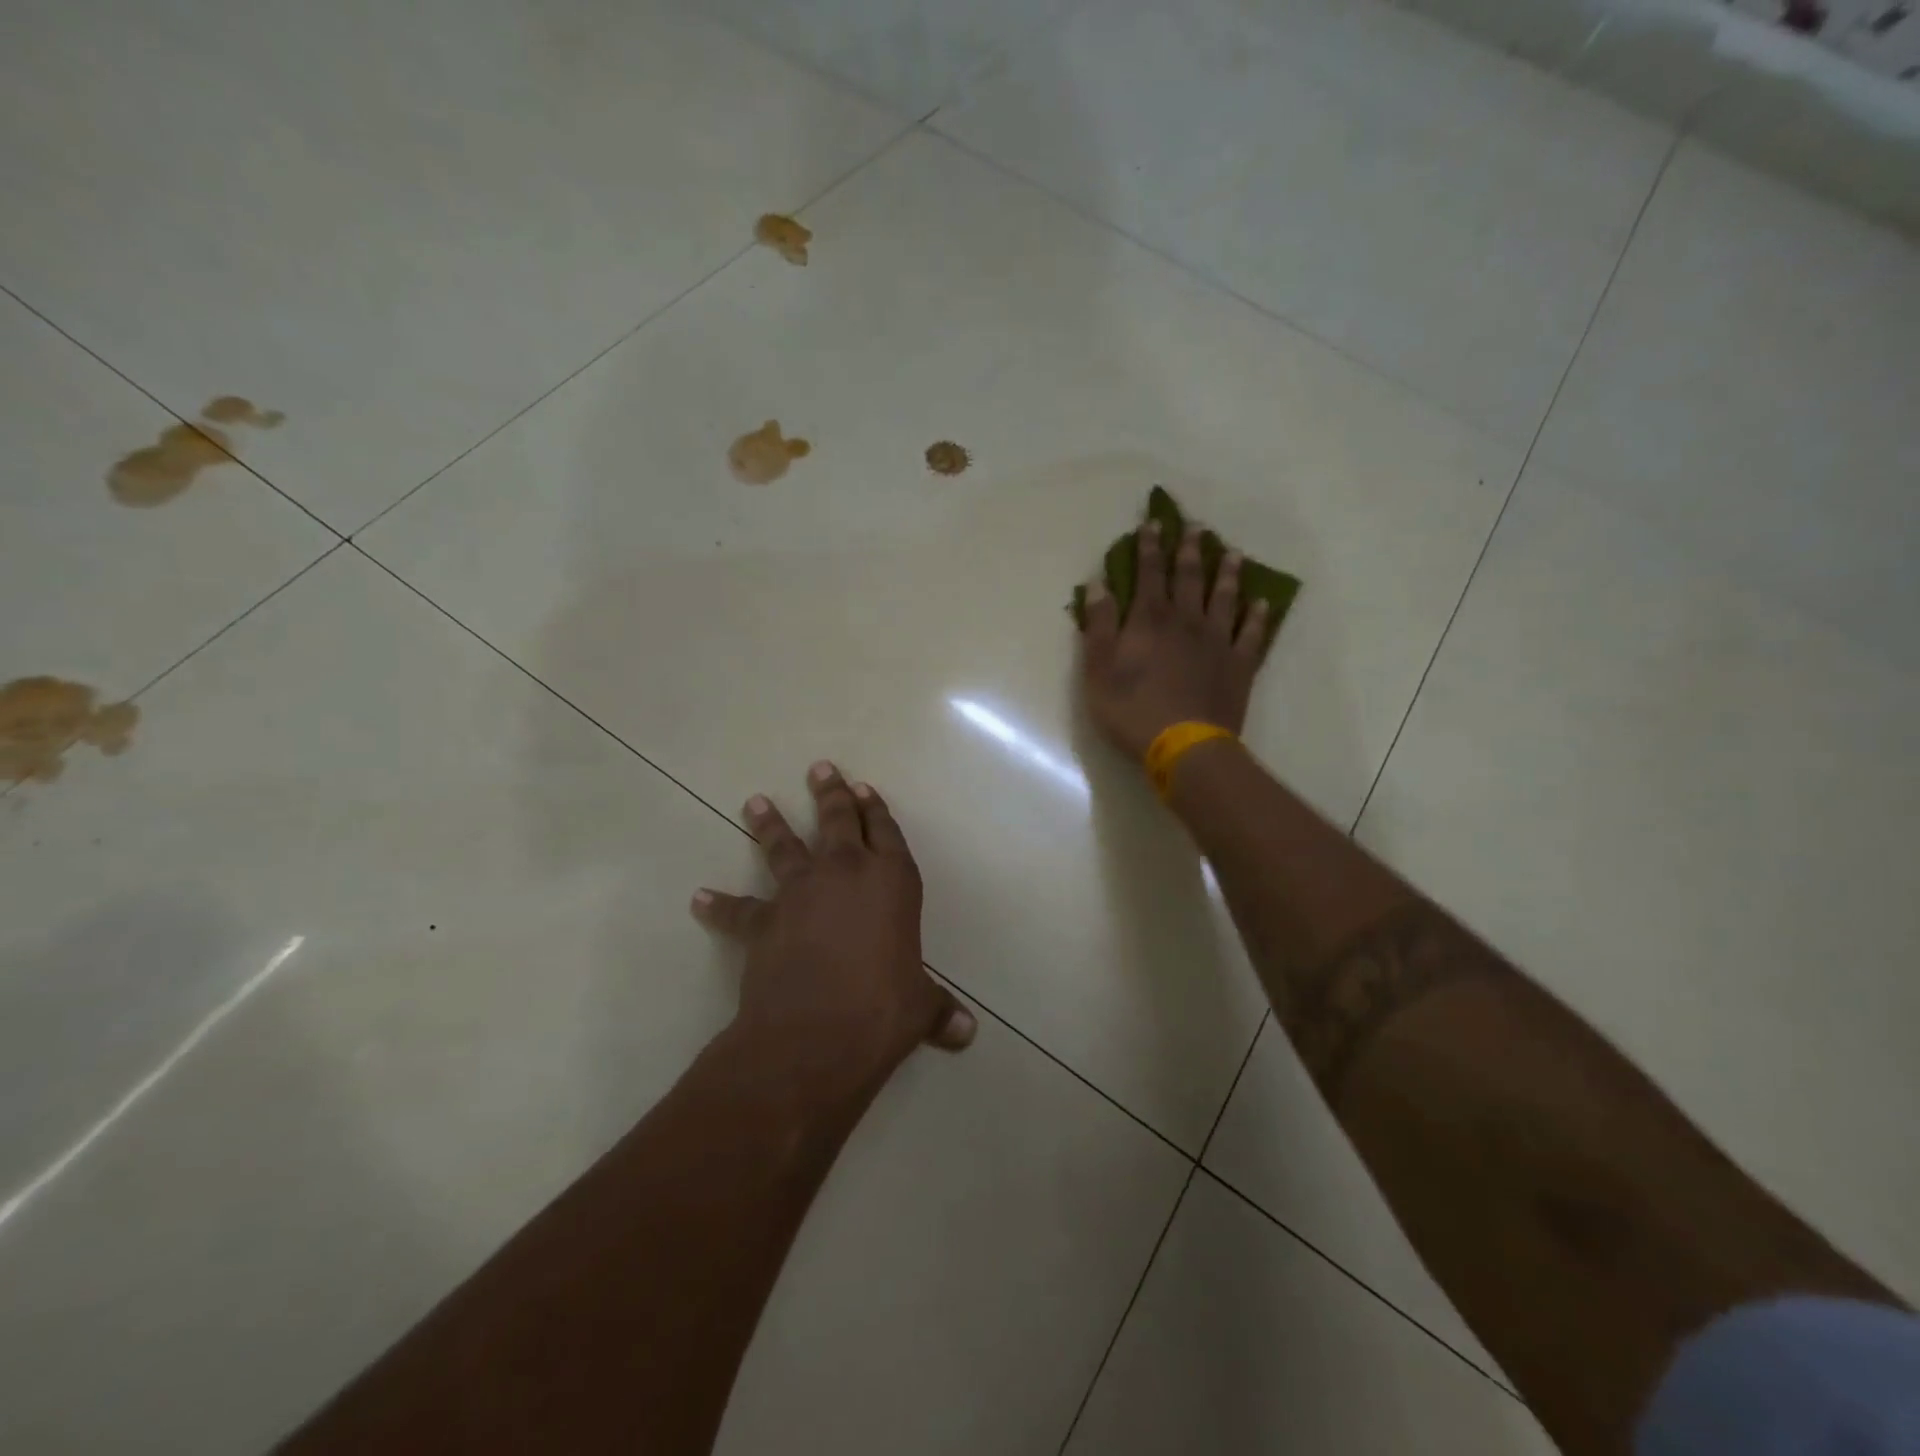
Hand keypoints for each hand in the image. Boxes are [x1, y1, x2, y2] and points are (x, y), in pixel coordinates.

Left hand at [692, 762, 975, 1089]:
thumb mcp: (919, 1007)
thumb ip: (939, 1011)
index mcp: (892, 882)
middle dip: (831, 794)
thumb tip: (965, 1032)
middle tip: (820, 769)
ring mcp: (800, 893)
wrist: (816, 1033)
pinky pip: (738, 908)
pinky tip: (700, 898)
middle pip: (837, 821)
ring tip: (754, 802)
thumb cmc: (882, 1009)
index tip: (864, 788)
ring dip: (769, 824)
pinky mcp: (763, 922)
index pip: (886, 833)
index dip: (876, 809)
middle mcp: (845, 874)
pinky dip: (720, 904)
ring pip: (784, 847)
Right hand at [1079, 522, 1270, 760]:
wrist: (1185, 745)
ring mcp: (1217, 641)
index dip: (1149, 547)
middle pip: (1190, 577)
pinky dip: (1256, 616)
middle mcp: (1186, 620)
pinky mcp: (1239, 665)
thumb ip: (1099, 626)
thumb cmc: (1132, 710)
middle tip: (1197, 526)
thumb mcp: (1098, 671)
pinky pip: (1251, 633)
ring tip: (1233, 553)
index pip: (1148, 574)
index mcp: (1149, 620)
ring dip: (1227, 573)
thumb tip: (1098, 585)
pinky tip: (1261, 602)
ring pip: (1225, 597)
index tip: (1153, 523)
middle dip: (1190, 550)